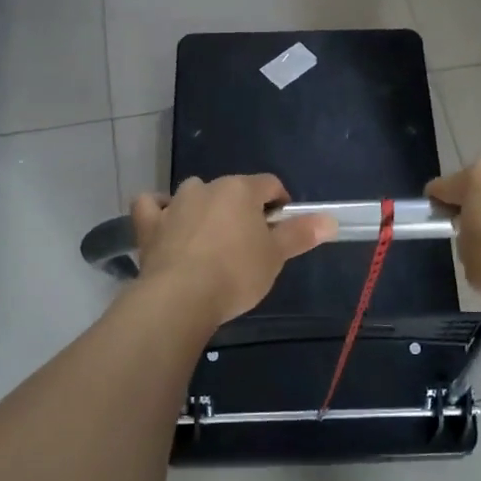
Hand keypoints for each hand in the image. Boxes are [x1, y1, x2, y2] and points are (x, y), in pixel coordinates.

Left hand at [130, 175, 336, 325]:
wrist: (181, 297)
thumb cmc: (236, 273)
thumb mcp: (275, 256)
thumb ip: (300, 234)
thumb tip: (330, 220)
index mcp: (240, 190)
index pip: (269, 184)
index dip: (280, 203)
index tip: (282, 229)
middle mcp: (207, 187)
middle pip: (232, 190)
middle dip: (242, 210)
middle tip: (249, 243)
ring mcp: (174, 203)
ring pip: (193, 194)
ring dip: (203, 208)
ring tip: (210, 239)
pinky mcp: (149, 224)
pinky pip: (151, 205)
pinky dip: (159, 210)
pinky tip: (166, 223)